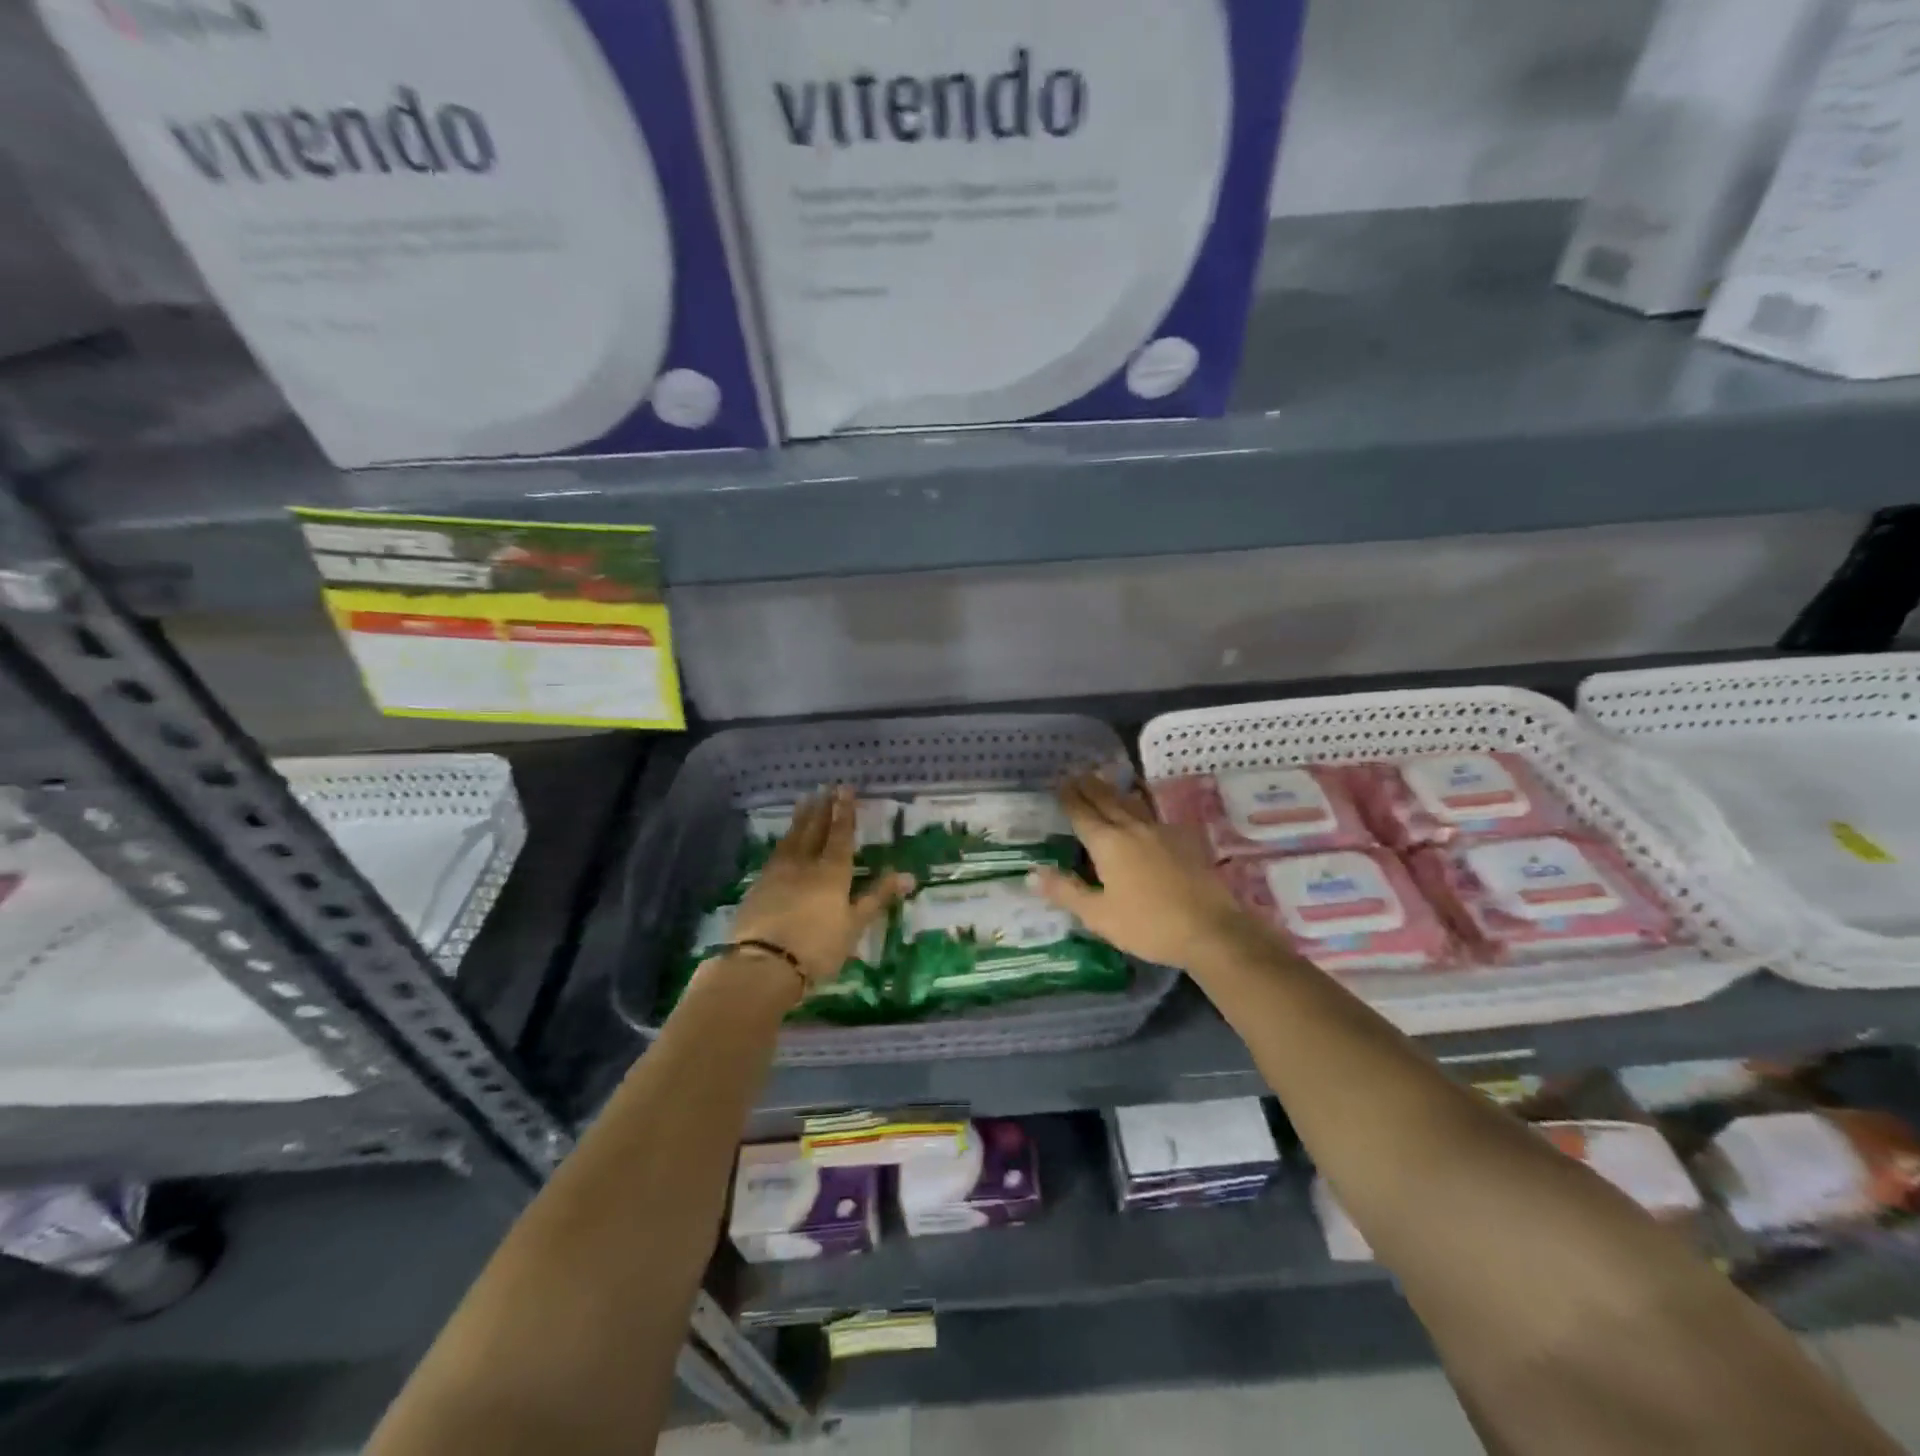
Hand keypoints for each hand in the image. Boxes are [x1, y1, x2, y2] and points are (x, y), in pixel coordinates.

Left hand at [730, 786, 912, 986]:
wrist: (764, 964)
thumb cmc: (818, 946)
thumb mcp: (854, 925)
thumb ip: (877, 897)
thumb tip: (908, 875)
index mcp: (832, 871)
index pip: (840, 834)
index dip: (844, 811)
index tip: (845, 789)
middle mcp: (805, 864)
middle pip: (814, 829)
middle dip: (822, 808)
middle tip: (824, 788)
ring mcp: (778, 873)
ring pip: (792, 838)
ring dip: (800, 818)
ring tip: (804, 801)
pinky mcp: (758, 886)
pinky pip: (775, 853)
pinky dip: (784, 840)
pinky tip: (783, 840)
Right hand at [1032, 773, 1259, 972]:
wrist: (1210, 930)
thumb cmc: (1148, 925)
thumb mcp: (1099, 915)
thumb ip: (1066, 891)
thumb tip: (1031, 873)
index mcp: (1108, 844)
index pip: (1082, 814)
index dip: (1068, 798)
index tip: (1058, 782)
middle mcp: (1132, 829)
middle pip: (1107, 800)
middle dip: (1090, 786)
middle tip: (1077, 773)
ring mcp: (1161, 832)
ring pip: (1133, 803)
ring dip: (1115, 791)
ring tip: (1105, 781)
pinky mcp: (1184, 840)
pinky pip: (1155, 815)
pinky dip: (1141, 806)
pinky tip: (1143, 810)